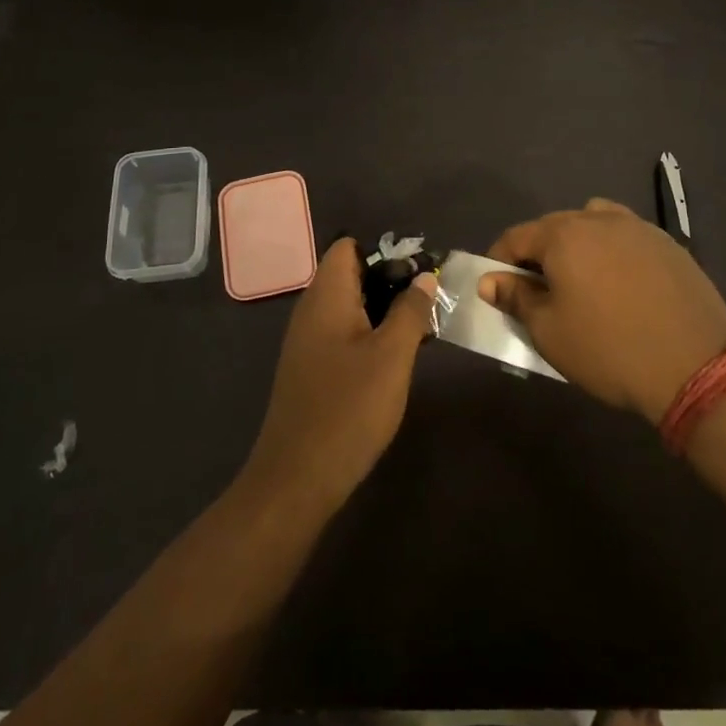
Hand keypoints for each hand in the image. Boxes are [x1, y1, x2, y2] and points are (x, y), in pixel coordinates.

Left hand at [240, 238, 434, 515]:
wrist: (297, 478)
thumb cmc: (349, 408)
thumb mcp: (392, 356)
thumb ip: (411, 311)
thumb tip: (424, 277)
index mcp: (325, 296)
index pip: (348, 247)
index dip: (384, 252)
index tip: (418, 273)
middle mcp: (311, 310)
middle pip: (351, 274)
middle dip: (390, 282)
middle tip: (427, 304)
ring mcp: (308, 341)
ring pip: (350, 306)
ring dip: (383, 311)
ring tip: (420, 330)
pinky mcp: (311, 368)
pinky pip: (343, 333)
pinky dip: (369, 334)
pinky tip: (394, 359)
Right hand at [483, 198, 725, 423]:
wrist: (696, 367)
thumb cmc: (608, 350)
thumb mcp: (549, 332)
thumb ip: (516, 298)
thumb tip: (491, 280)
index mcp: (564, 235)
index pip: (516, 237)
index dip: (498, 259)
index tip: (496, 285)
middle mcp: (599, 219)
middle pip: (554, 226)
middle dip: (537, 252)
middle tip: (536, 288)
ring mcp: (639, 228)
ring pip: (593, 223)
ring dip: (577, 243)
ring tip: (581, 278)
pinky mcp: (669, 244)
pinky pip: (627, 236)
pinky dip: (612, 250)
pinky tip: (621, 283)